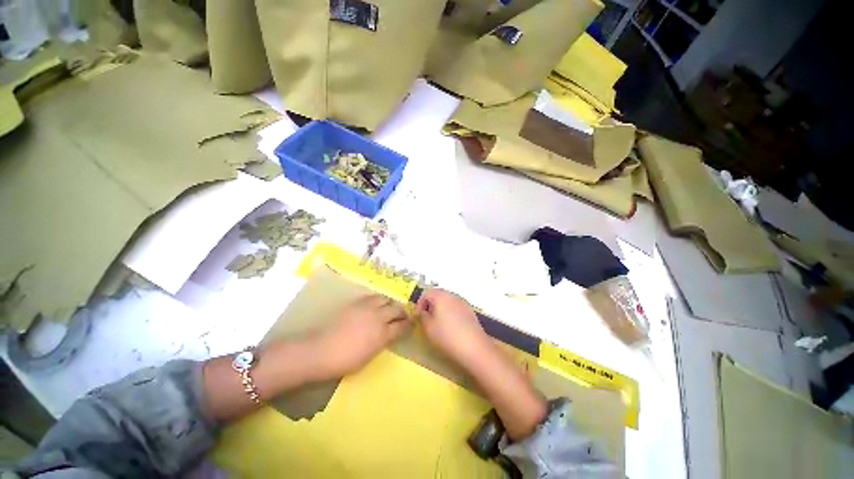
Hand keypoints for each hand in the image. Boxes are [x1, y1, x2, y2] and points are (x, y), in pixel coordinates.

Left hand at [309, 295, 411, 378]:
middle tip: (402, 315)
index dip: (409, 324)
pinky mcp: (356, 302)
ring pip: (385, 299)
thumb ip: (382, 342)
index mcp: (383, 334)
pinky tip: (375, 305)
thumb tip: (388, 334)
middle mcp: (378, 317)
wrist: (320, 350)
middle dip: (402, 312)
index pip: (402, 326)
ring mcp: (367, 308)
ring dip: (390, 304)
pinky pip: (372, 297)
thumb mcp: (369, 356)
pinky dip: (378, 300)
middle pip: (396, 309)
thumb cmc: (345, 361)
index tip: (412, 323)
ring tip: (388, 308)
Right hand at [416, 289, 491, 369]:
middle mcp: (452, 295)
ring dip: (440, 308)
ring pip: (447, 300)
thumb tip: (424, 312)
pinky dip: (450, 312)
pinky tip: (450, 326)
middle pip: (438, 294)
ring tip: (437, 323)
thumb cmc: (447, 336)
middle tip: (426, 318)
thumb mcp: (428, 328)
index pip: (426, 293)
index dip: (419, 304)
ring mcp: (463, 302)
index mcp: (441, 296)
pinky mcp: (470, 310)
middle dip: (430, 304)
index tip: (418, 316)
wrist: (474, 347)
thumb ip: (423, 316)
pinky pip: (456, 307)